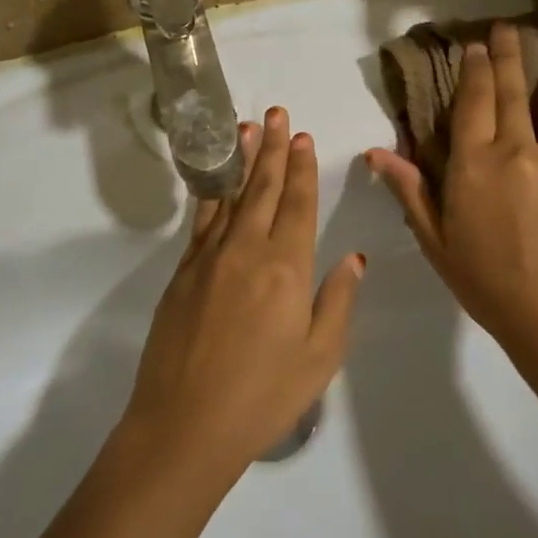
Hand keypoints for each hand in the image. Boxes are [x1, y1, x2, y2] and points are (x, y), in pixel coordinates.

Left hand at [123, 107, 364, 479]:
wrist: (184, 425)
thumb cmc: (263, 397)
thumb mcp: (320, 357)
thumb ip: (338, 301)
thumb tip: (354, 257)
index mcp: (287, 267)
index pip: (298, 204)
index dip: (301, 168)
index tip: (302, 137)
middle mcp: (247, 250)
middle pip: (263, 188)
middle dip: (271, 148)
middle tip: (276, 113)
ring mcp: (210, 258)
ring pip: (230, 195)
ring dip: (240, 159)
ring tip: (245, 127)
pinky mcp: (183, 272)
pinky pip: (202, 220)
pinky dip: (211, 192)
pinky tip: (216, 179)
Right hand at [366, 24, 537, 359]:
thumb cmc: (487, 282)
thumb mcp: (436, 240)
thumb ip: (411, 191)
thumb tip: (376, 152)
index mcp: (474, 165)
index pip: (473, 102)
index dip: (475, 69)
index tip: (477, 44)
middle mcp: (518, 149)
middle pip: (513, 90)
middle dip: (511, 53)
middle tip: (510, 26)